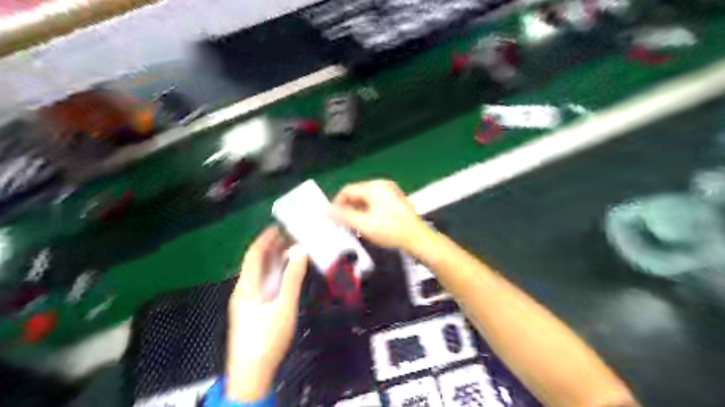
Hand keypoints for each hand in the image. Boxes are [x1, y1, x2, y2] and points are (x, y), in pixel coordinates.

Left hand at [226, 228, 306, 401]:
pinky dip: (274, 273)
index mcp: (247, 286)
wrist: (251, 375)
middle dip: (271, 247)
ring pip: (259, 274)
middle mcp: (243, 290)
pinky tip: (285, 274)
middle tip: (291, 235)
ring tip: (291, 249)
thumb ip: (292, 278)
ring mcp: (246, 301)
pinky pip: (263, 283)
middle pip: (255, 262)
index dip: (265, 238)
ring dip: (273, 260)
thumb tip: (300, 250)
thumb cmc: (267, 338)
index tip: (279, 225)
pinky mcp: (252, 310)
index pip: (254, 254)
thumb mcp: (284, 306)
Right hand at [330, 180, 425, 249]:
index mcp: (374, 187)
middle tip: (341, 224)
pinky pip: (375, 203)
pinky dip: (367, 212)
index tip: (331, 218)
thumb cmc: (391, 231)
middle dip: (347, 208)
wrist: (418, 239)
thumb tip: (328, 211)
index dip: (336, 203)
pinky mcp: (395, 201)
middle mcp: (382, 185)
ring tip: (353, 226)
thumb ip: (344, 216)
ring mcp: (390, 192)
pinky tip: (366, 225)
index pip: (347, 190)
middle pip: (357, 194)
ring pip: (365, 199)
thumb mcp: (364, 225)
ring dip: (356, 211)